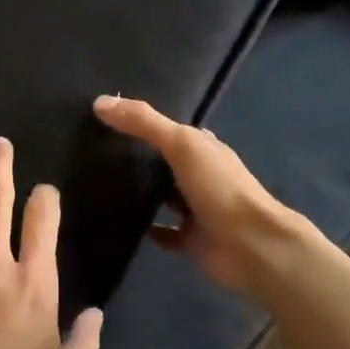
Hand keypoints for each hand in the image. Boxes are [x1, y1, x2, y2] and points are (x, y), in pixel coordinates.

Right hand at [92, 95, 302, 293]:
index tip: (111, 120)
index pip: (173, 131)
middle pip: (168, 164)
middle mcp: (203, 177)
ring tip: (102, 187)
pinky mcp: (192, 241)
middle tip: (97, 153)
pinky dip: (149, 230)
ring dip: (144, 194)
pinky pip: (165, 234)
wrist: (251, 246)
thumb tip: (100, 102)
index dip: (146, 124)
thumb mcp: (181, 144)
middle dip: (141, 159)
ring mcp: (198, 211)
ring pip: (166, 198)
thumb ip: (144, 123)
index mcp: (205, 149)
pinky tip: (122, 224)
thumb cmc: (219, 188)